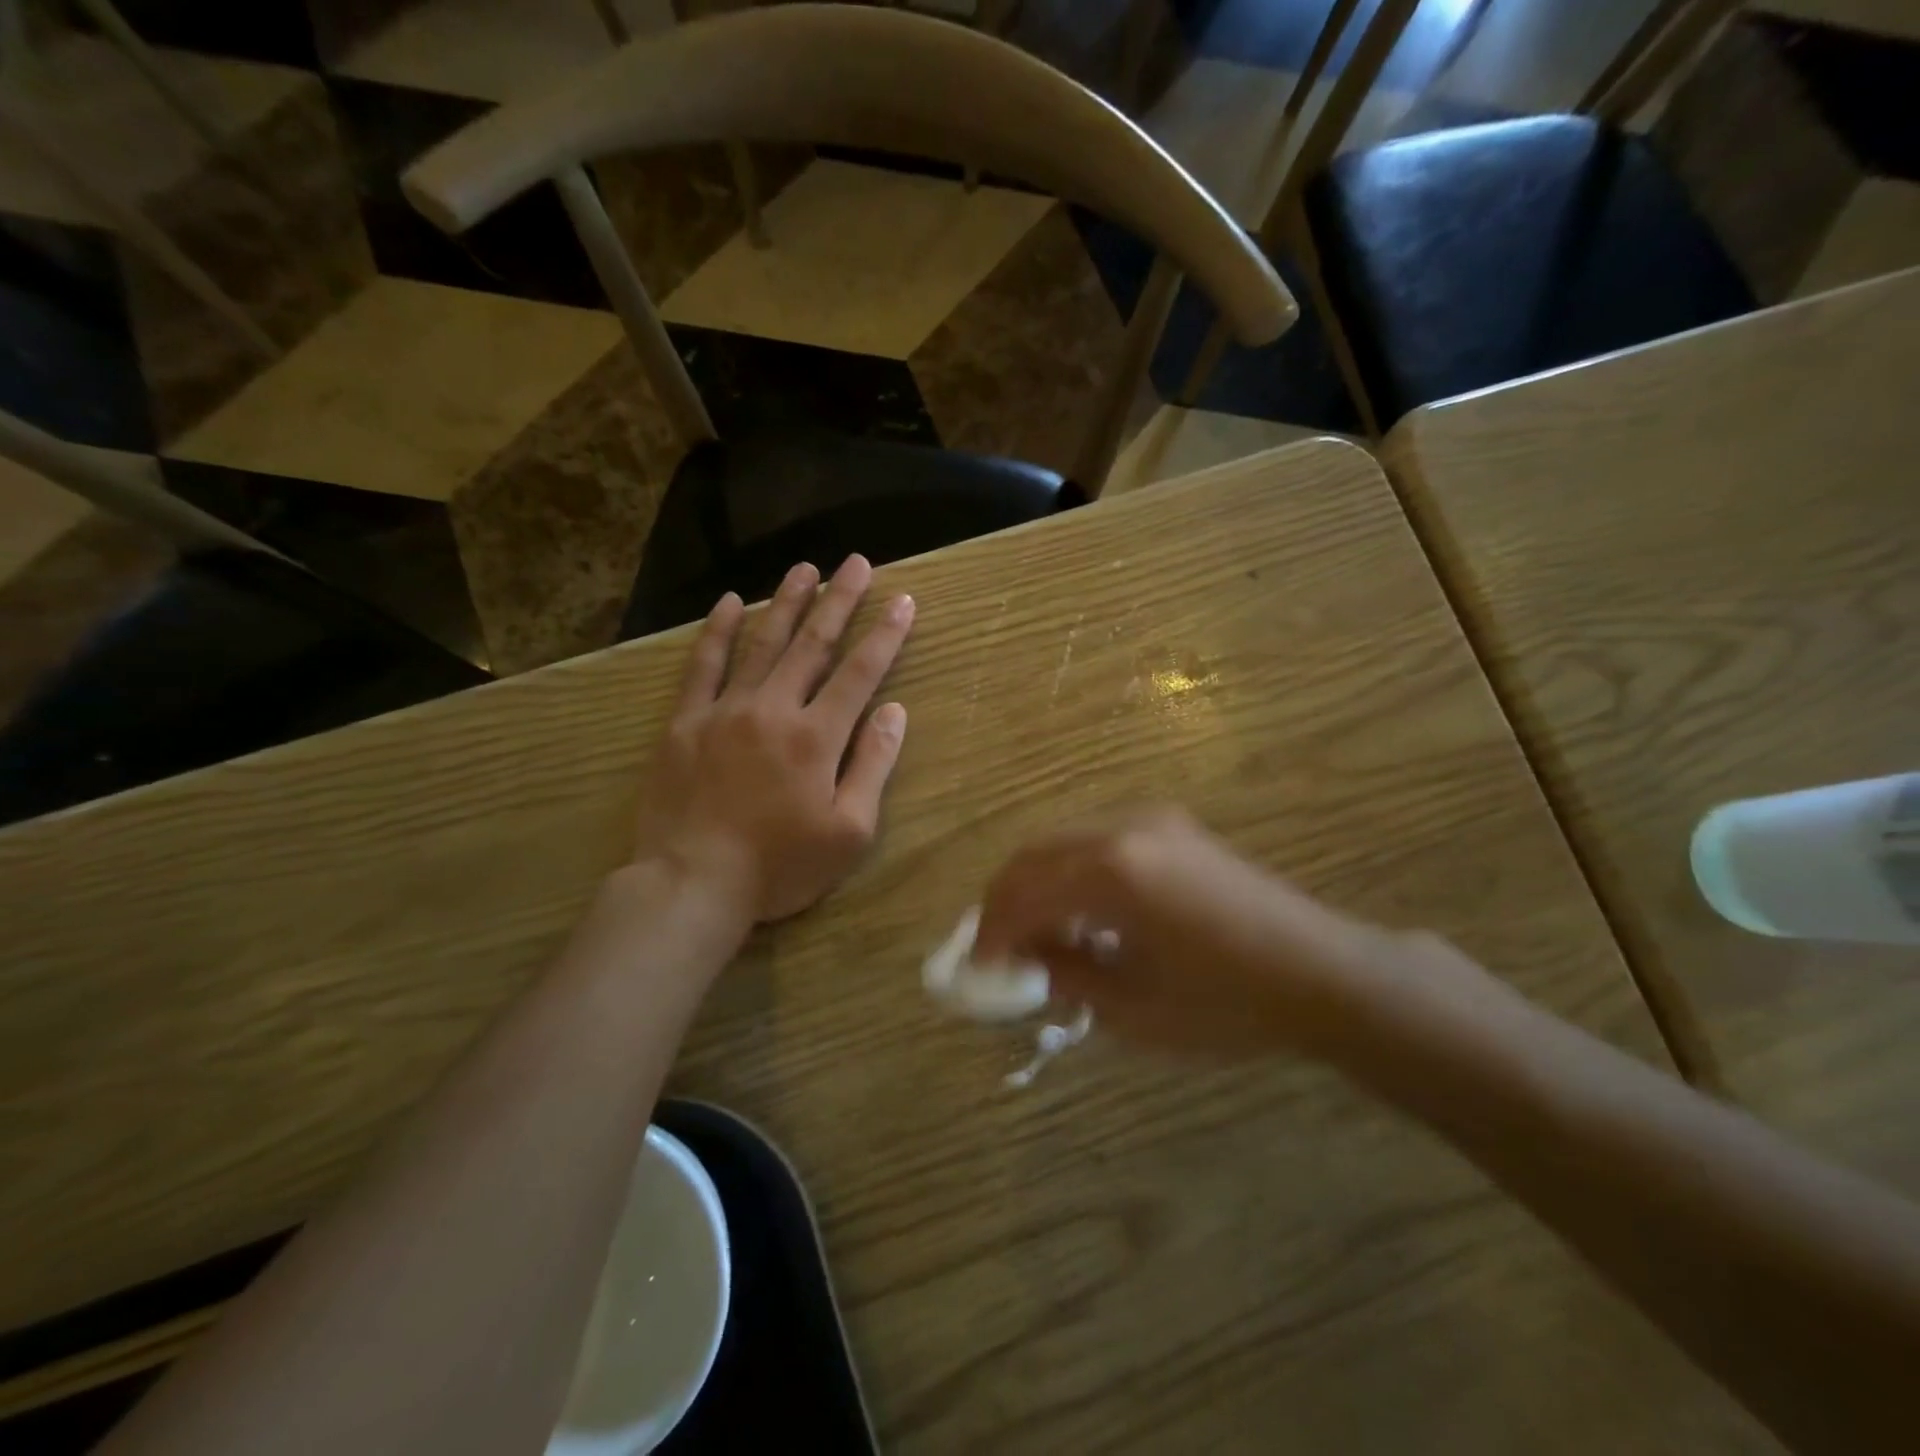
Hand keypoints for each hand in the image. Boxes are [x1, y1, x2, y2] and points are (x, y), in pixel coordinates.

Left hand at [633, 556, 915, 922]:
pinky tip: (728, 603)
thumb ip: (872, 765)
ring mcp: (725, 710)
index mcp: (817, 736)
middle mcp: (774, 708)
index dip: (884, 634)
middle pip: (813, 644)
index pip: (860, 672)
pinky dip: (716, 631)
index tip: (901, 600)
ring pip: (761, 643)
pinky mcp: (685, 722)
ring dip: (785, 602)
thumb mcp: (848, 831)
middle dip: (839, 600)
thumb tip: (894, 712)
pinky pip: (703, 666)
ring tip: (804, 568)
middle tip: (856, 563)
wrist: (692, 883)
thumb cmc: (780, 866)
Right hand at [974, 807, 1407, 1056]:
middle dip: (1006, 899)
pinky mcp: (1173, 826)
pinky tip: (1085, 913)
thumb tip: (1027, 957)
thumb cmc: (1228, 1003)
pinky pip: (1099, 839)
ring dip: (1040, 883)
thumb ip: (1067, 974)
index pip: (1025, 894)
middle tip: (997, 945)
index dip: (994, 932)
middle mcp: (1124, 828)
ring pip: (1065, 841)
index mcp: (1112, 871)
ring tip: (1039, 935)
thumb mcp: (1134, 1007)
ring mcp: (1151, 819)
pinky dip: (1074, 872)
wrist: (1323, 972)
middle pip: (1035, 854)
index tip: (980, 968)